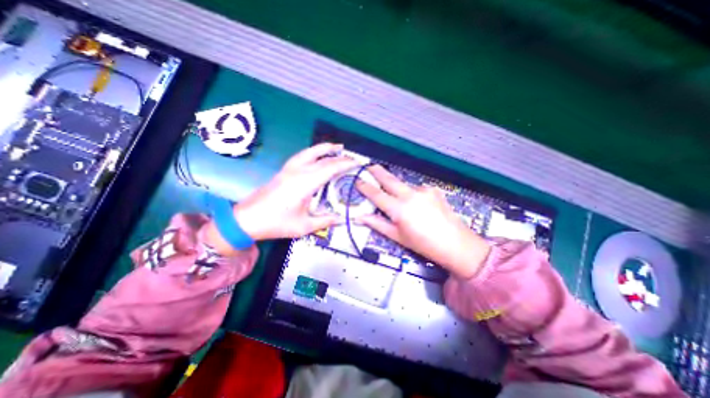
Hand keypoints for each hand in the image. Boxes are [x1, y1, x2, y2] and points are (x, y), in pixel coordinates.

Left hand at [232, 145, 354, 239]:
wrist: (247, 219)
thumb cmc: (276, 223)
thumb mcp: (304, 226)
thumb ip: (325, 221)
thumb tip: (342, 219)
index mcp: (304, 183)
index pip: (330, 168)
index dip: (345, 164)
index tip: (357, 163)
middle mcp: (298, 171)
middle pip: (323, 159)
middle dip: (339, 157)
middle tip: (352, 158)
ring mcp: (289, 169)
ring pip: (310, 152)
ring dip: (325, 148)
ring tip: (337, 147)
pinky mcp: (283, 171)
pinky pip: (302, 156)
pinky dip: (313, 152)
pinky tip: (317, 155)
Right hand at [358, 164, 491, 278]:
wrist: (457, 244)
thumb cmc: (424, 244)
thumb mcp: (398, 237)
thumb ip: (377, 224)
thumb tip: (360, 217)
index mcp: (399, 209)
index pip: (376, 194)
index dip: (365, 187)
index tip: (358, 181)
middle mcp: (410, 195)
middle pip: (389, 180)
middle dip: (378, 171)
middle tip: (370, 166)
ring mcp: (423, 190)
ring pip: (404, 185)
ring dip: (398, 188)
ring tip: (402, 202)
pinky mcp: (433, 189)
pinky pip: (417, 189)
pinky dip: (412, 194)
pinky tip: (418, 205)